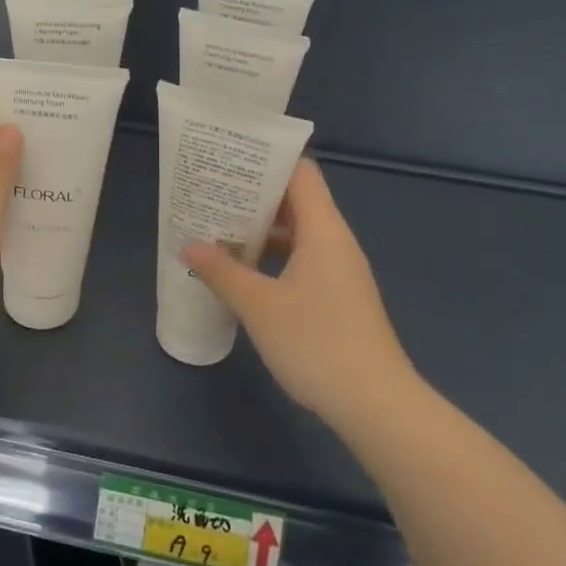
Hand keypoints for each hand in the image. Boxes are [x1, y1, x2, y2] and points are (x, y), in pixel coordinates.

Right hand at [183, 160, 418, 431]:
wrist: (376, 405)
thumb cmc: (317, 344)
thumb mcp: (259, 307)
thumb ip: (222, 272)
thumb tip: (188, 245)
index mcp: (323, 230)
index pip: (301, 172)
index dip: (267, 161)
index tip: (230, 161)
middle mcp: (335, 241)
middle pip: (296, 200)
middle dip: (254, 195)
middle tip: (212, 192)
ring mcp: (339, 270)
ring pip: (297, 232)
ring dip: (261, 228)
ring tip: (218, 226)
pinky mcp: (338, 295)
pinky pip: (301, 258)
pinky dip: (273, 255)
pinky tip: (243, 270)